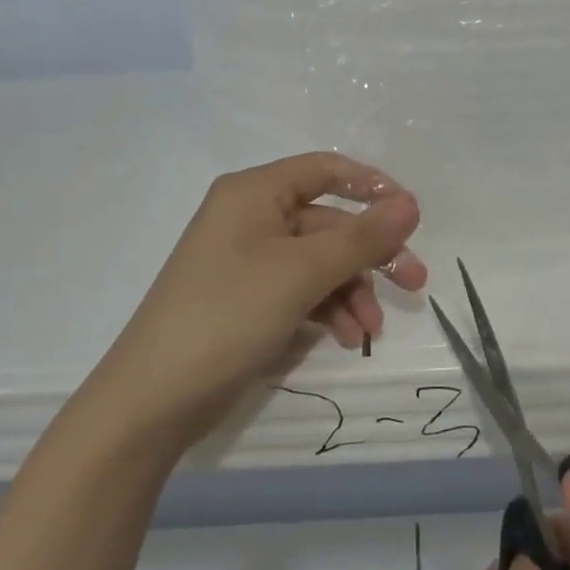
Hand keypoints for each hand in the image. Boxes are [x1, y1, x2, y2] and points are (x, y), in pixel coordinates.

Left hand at [97, 152, 424, 445]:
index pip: (325, 169)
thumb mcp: (301, 272)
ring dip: (351, 292)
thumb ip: (361, 238)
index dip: (372, 186)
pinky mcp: (248, 300)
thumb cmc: (228, 315)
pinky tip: (344, 339)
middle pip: (328, 222)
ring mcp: (247, 261)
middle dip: (370, 255)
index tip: (411, 217)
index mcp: (254, 192)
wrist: (153, 400)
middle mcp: (250, 217)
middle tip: (415, 284)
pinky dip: (327, 311)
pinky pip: (300, 291)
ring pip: (319, 262)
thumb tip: (411, 203)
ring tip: (369, 332)